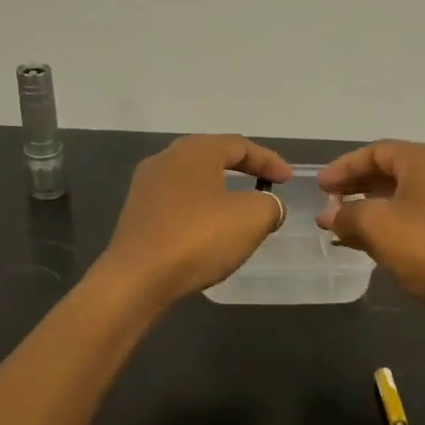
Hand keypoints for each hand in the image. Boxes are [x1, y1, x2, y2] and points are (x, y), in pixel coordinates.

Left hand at [96, 135, 291, 308]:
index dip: (269, 161)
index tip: (288, 180)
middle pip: (212, 158)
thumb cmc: (198, 238)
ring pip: (193, 183)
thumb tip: (269, 206)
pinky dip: (200, 213)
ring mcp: (146, 188)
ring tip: (241, 213)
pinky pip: (178, 206)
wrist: (137, 278)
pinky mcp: (136, 216)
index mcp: (194, 151)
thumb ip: (269, 206)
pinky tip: (210, 233)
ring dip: (220, 194)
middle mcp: (165, 160)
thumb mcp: (251, 218)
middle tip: (265, 188)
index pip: (239, 145)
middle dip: (242, 171)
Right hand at [316, 142, 424, 310]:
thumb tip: (332, 216)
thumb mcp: (375, 223)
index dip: (344, 167)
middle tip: (327, 207)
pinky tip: (364, 246)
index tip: (319, 187)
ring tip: (338, 228)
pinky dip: (385, 229)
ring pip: (399, 201)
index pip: (376, 152)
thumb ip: (346, 214)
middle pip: (389, 174)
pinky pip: (411, 223)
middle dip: (354, 189)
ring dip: (367, 212)